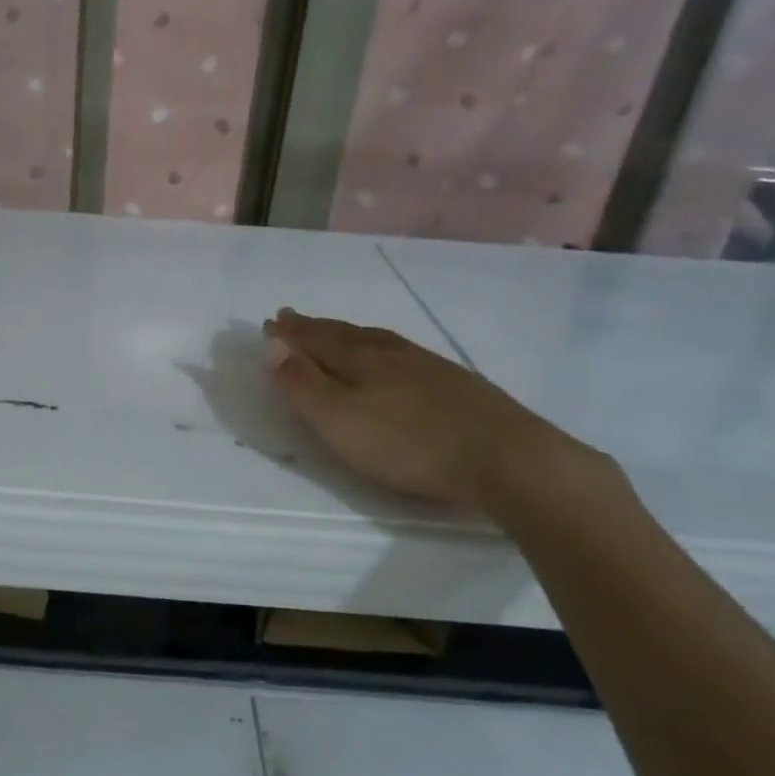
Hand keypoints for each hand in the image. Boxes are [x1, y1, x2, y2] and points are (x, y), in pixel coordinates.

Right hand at [264, 307, 596, 508]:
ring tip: (333, 332)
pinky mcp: (453, 382)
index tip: (269, 323)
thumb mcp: (340, 420)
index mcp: (357, 357)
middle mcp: (389, 351)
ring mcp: (425, 364)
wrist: (504, 457)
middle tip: (291, 318)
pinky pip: (400, 353)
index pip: (313, 338)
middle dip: (313, 327)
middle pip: (342, 333)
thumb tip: (271, 344)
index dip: (289, 333)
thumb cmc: (408, 443)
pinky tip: (389, 358)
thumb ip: (302, 384)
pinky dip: (378, 349)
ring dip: (345, 334)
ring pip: (374, 340)